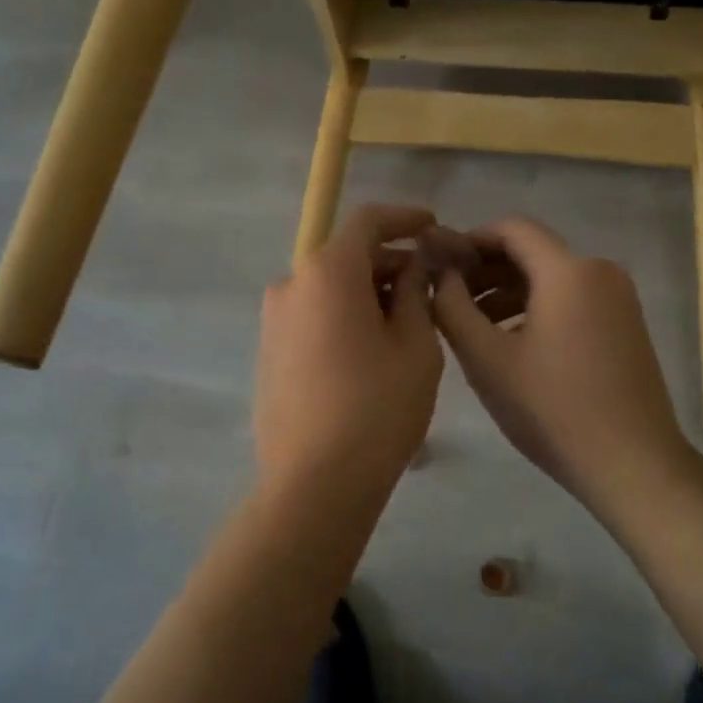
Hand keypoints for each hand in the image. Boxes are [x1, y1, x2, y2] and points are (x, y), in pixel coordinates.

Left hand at [255, 204, 443, 497]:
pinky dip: (343, 316)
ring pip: (328, 289)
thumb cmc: (378, 408)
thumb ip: (416, 292)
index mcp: (327, 273)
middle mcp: (291, 285)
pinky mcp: (268, 353)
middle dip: (390, 262)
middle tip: (430, 286)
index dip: (404, 218)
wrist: (315, 484)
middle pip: (346, 256)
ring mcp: (273, 321)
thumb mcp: (416, 346)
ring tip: (406, 322)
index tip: (433, 225)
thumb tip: (413, 266)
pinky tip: (371, 349)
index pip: (366, 222)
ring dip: (367, 292)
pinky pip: (312, 317)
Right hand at [432, 217, 693, 505]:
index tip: (440, 265)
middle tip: (449, 299)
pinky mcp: (626, 324)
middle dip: (486, 269)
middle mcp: (600, 271)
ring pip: (552, 278)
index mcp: (569, 271)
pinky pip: (573, 299)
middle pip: (533, 252)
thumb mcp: (486, 359)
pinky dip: (538, 308)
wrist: (633, 465)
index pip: (512, 228)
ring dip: (509, 292)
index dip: (470, 240)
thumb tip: (438, 273)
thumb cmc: (552, 409)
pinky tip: (513, 343)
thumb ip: (452, 306)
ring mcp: (619, 298)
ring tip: (474, 327)